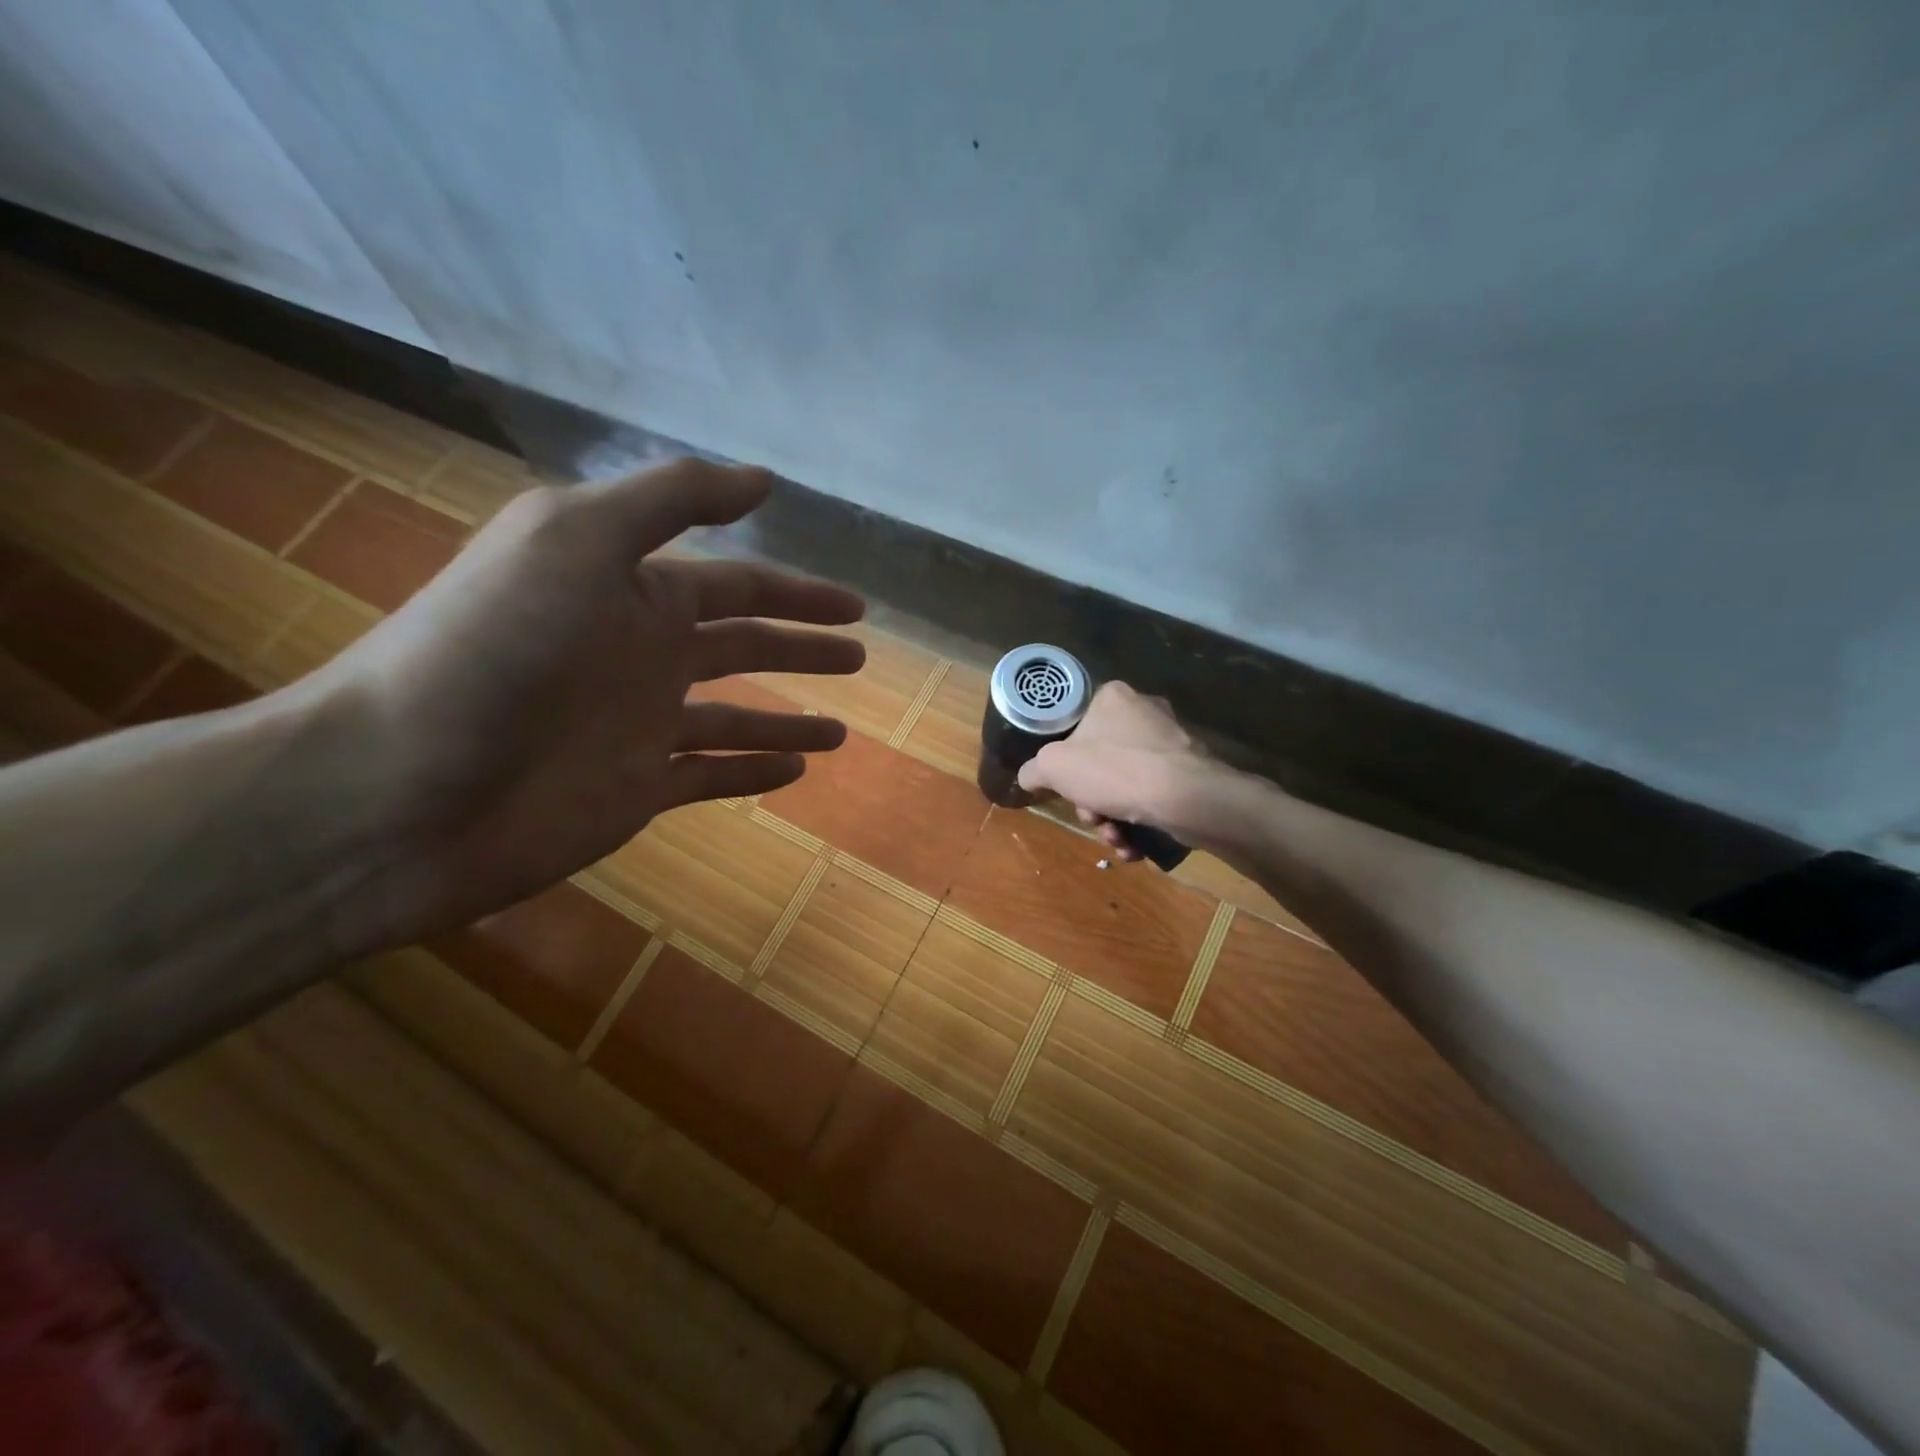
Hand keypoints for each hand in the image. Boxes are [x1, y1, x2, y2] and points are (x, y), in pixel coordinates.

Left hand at [310, 459, 863, 937]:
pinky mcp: (636, 790)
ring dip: (790, 719)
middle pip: (744, 647)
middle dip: (804, 648)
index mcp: (634, 592)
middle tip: (860, 654)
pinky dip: (753, 772)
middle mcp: (643, 654)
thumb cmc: (496, 649)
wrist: (401, 785)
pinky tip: (795, 771)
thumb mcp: (576, 538)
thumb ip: (672, 499)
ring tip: (843, 731)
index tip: (855, 605)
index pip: (739, 585)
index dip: (800, 592)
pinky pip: (710, 776)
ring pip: (735, 718)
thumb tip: (764, 479)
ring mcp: (641, 726)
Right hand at [1016, 682, 1210, 860]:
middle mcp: (1144, 712)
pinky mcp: (1191, 772)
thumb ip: (1033, 770)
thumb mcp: (1054, 768)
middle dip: (1092, 801)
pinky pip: (1152, 797)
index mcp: (1112, 697)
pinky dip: (1139, 823)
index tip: (1066, 790)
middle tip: (1093, 818)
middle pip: (1100, 763)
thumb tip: (1029, 777)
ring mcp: (1171, 742)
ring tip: (1116, 840)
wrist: (1186, 798)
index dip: (1064, 765)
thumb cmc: (1114, 771)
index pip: (1075, 728)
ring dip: (1114, 819)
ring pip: (1125, 784)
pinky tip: (1134, 845)